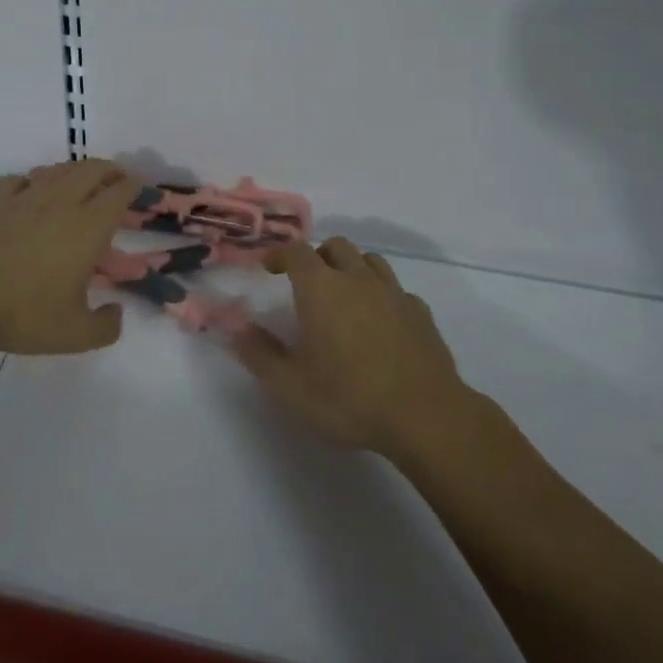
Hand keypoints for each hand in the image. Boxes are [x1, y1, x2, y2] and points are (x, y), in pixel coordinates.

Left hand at [0, 160, 139, 354]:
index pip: (119, 193)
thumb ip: (105, 326)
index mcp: (88, 227)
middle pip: (92, 169)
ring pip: (58, 170)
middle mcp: (61, 203)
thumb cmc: (24, 312)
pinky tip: (30, 192)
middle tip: (117, 180)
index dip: (134, 187)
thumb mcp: (75, 334)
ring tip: (80, 182)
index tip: (140, 189)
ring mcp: (25, 198)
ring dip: (75, 171)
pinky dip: (32, 181)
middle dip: (110, 170)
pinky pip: (19, 180)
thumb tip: (116, 313)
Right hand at [228, 237, 467, 459]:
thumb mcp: (292, 386)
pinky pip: (395, 288)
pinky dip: (381, 294)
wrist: (426, 416)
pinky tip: (379, 321)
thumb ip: (259, 355)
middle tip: (306, 283)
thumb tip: (236, 330)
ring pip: (369, 260)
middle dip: (316, 257)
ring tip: (343, 295)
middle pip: (335, 246)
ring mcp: (393, 292)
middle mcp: (357, 279)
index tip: (268, 267)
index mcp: (321, 288)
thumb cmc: (351, 398)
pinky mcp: (420, 312)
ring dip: (351, 268)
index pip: (296, 251)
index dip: (279, 254)